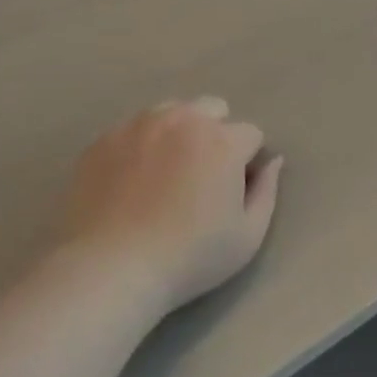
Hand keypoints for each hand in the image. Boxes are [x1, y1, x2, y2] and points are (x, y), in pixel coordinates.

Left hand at [52, 98, 283, 315]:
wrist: (111, 267)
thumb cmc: (190, 257)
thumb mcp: (247, 236)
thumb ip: (267, 191)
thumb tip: (273, 161)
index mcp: (222, 140)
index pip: (251, 133)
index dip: (248, 160)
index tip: (235, 188)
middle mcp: (182, 120)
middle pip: (212, 108)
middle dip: (215, 133)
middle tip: (202, 175)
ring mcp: (138, 125)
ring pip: (170, 112)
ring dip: (177, 132)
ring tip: (166, 173)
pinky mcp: (104, 139)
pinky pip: (132, 130)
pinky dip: (140, 146)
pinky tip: (131, 181)